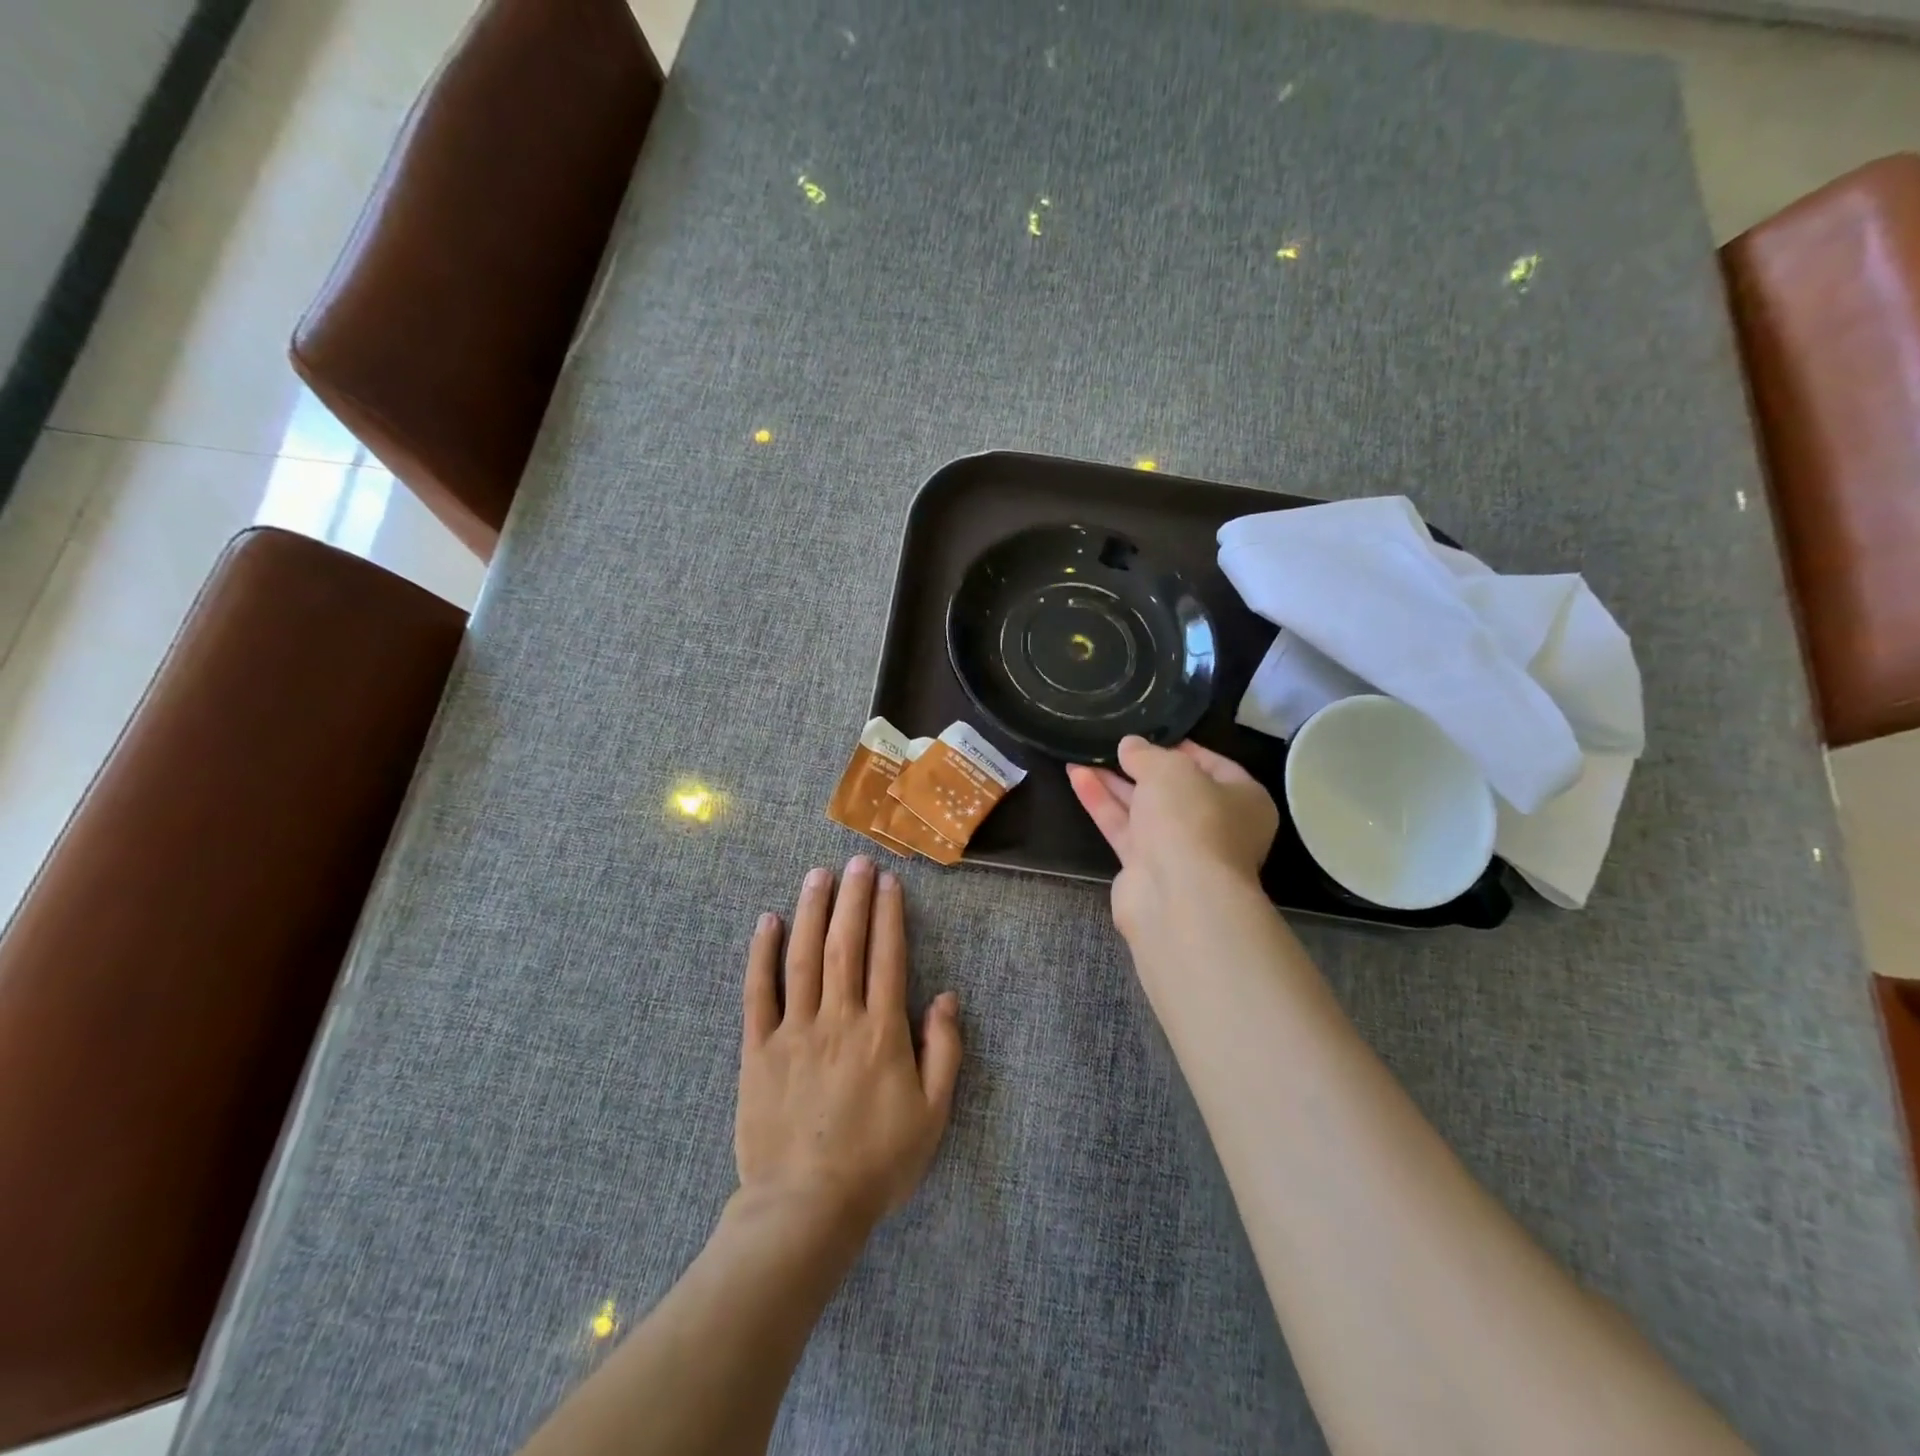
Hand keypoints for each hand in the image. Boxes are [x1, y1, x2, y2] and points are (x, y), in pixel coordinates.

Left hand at [736, 856, 961, 1236]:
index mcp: (881, 1032)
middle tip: (857, 861)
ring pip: (803, 957)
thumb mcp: (933, 1114)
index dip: (888, 914)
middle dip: (853, 898)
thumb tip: (946, 996)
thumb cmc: (877, 1163)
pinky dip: (762, 954)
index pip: (887, 956)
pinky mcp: (758, 1050)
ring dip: (812, 911)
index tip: (888, 881)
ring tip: (818, 874)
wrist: (806, 1209)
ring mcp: (794, 1031)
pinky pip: (758, 993)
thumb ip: (944, 1051)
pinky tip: (767, 921)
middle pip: (846, 944)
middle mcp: (838, 1019)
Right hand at [1067, 737, 1279, 943]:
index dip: (1179, 746)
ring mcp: (1179, 849)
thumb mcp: (1170, 770)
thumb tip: (1130, 745)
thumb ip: (1146, 754)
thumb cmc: (1191, 820)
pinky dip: (1101, 803)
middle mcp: (1215, 825)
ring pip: (1143, 808)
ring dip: (1113, 782)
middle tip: (1109, 744)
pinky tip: (1077, 777)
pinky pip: (1123, 827)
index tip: (1147, 732)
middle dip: (1138, 766)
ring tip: (1080, 755)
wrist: (1178, 895)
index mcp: (1243, 799)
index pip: (1212, 764)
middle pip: (1173, 789)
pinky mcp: (1146, 868)